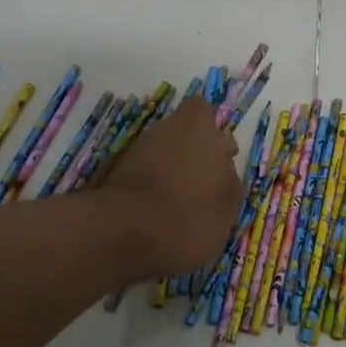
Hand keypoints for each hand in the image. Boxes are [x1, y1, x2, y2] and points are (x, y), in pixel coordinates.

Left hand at [102, 96, 242, 275]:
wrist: (125, 234)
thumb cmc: (189, 214)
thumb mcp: (228, 202)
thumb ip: (229, 178)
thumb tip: (222, 167)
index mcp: (196, 126)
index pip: (202, 112)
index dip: (212, 133)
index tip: (221, 159)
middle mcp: (163, 130)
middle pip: (182, 135)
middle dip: (193, 156)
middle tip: (204, 189)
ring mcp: (136, 152)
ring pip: (162, 156)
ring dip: (173, 175)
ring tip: (184, 209)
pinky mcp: (116, 176)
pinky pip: (144, 176)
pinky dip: (153, 191)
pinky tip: (161, 218)